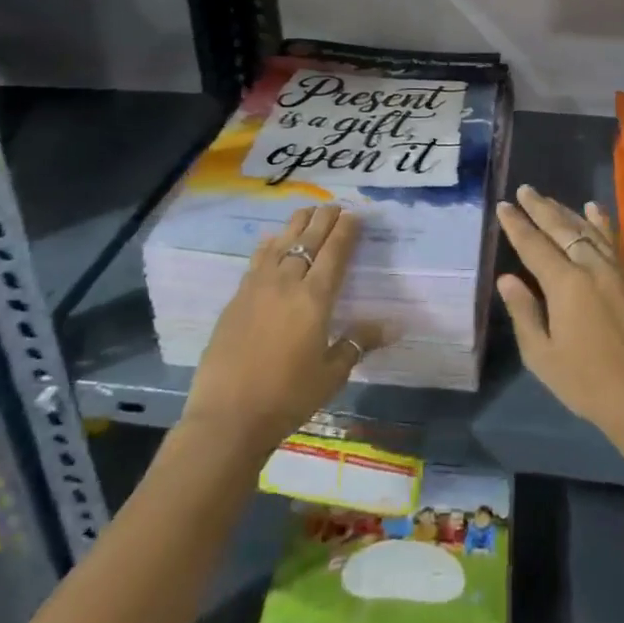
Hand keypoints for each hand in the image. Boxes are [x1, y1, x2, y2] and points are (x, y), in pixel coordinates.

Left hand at [180, 204, 388, 453]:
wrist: (228, 417)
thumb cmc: (288, 397)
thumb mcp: (331, 374)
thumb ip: (358, 343)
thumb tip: (395, 325)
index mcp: (314, 298)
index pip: (335, 252)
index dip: (346, 231)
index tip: (355, 215)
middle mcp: (287, 282)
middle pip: (308, 240)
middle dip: (323, 219)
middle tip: (333, 205)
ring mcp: (257, 288)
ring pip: (280, 243)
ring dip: (295, 224)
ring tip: (306, 211)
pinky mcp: (236, 299)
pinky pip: (257, 260)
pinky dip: (269, 245)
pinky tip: (270, 241)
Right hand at [495, 185, 623, 454]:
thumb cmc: (588, 383)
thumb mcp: (543, 356)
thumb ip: (524, 312)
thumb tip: (508, 279)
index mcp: (566, 285)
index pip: (534, 245)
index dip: (517, 225)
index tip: (503, 206)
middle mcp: (592, 267)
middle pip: (562, 228)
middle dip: (540, 208)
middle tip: (524, 190)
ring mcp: (618, 270)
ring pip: (589, 230)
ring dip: (567, 211)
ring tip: (550, 198)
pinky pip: (614, 241)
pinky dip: (602, 223)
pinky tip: (595, 210)